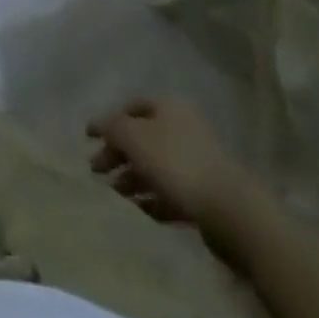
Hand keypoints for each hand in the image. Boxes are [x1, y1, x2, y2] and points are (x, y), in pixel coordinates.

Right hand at [87, 96, 256, 234]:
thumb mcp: (133, 137)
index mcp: (168, 106)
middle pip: (142, 138)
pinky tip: (140, 209)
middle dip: (118, 153)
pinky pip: (171, 192)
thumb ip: (110, 127)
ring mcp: (196, 161)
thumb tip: (96, 124)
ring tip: (115, 194)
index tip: (88, 140)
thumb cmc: (175, 163)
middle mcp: (183, 128)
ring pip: (155, 166)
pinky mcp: (204, 194)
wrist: (230, 211)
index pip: (130, 107)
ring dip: (132, 178)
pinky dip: (153, 198)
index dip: (108, 121)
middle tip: (97, 171)